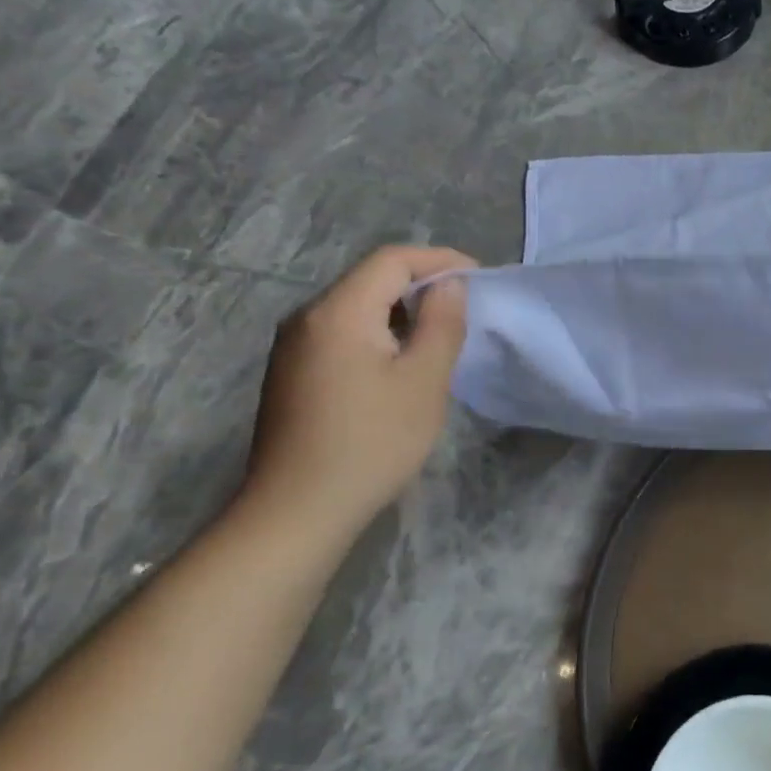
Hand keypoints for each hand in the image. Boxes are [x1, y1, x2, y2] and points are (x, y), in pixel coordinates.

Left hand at [242, 246, 476, 540]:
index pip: (391, 260)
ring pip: (355, 307)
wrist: (298, 510)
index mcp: (338, 312)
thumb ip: (441, 323)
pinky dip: (378, 334)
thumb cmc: (372, 442)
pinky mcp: (291, 374)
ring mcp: (293, 347)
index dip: (439, 260)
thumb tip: (449, 285)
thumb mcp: (424, 381)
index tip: (479, 278)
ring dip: (401, 311)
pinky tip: (400, 366)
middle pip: (370, 279)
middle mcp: (306, 318)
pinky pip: (342, 334)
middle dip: (422, 284)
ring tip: (439, 337)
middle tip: (464, 309)